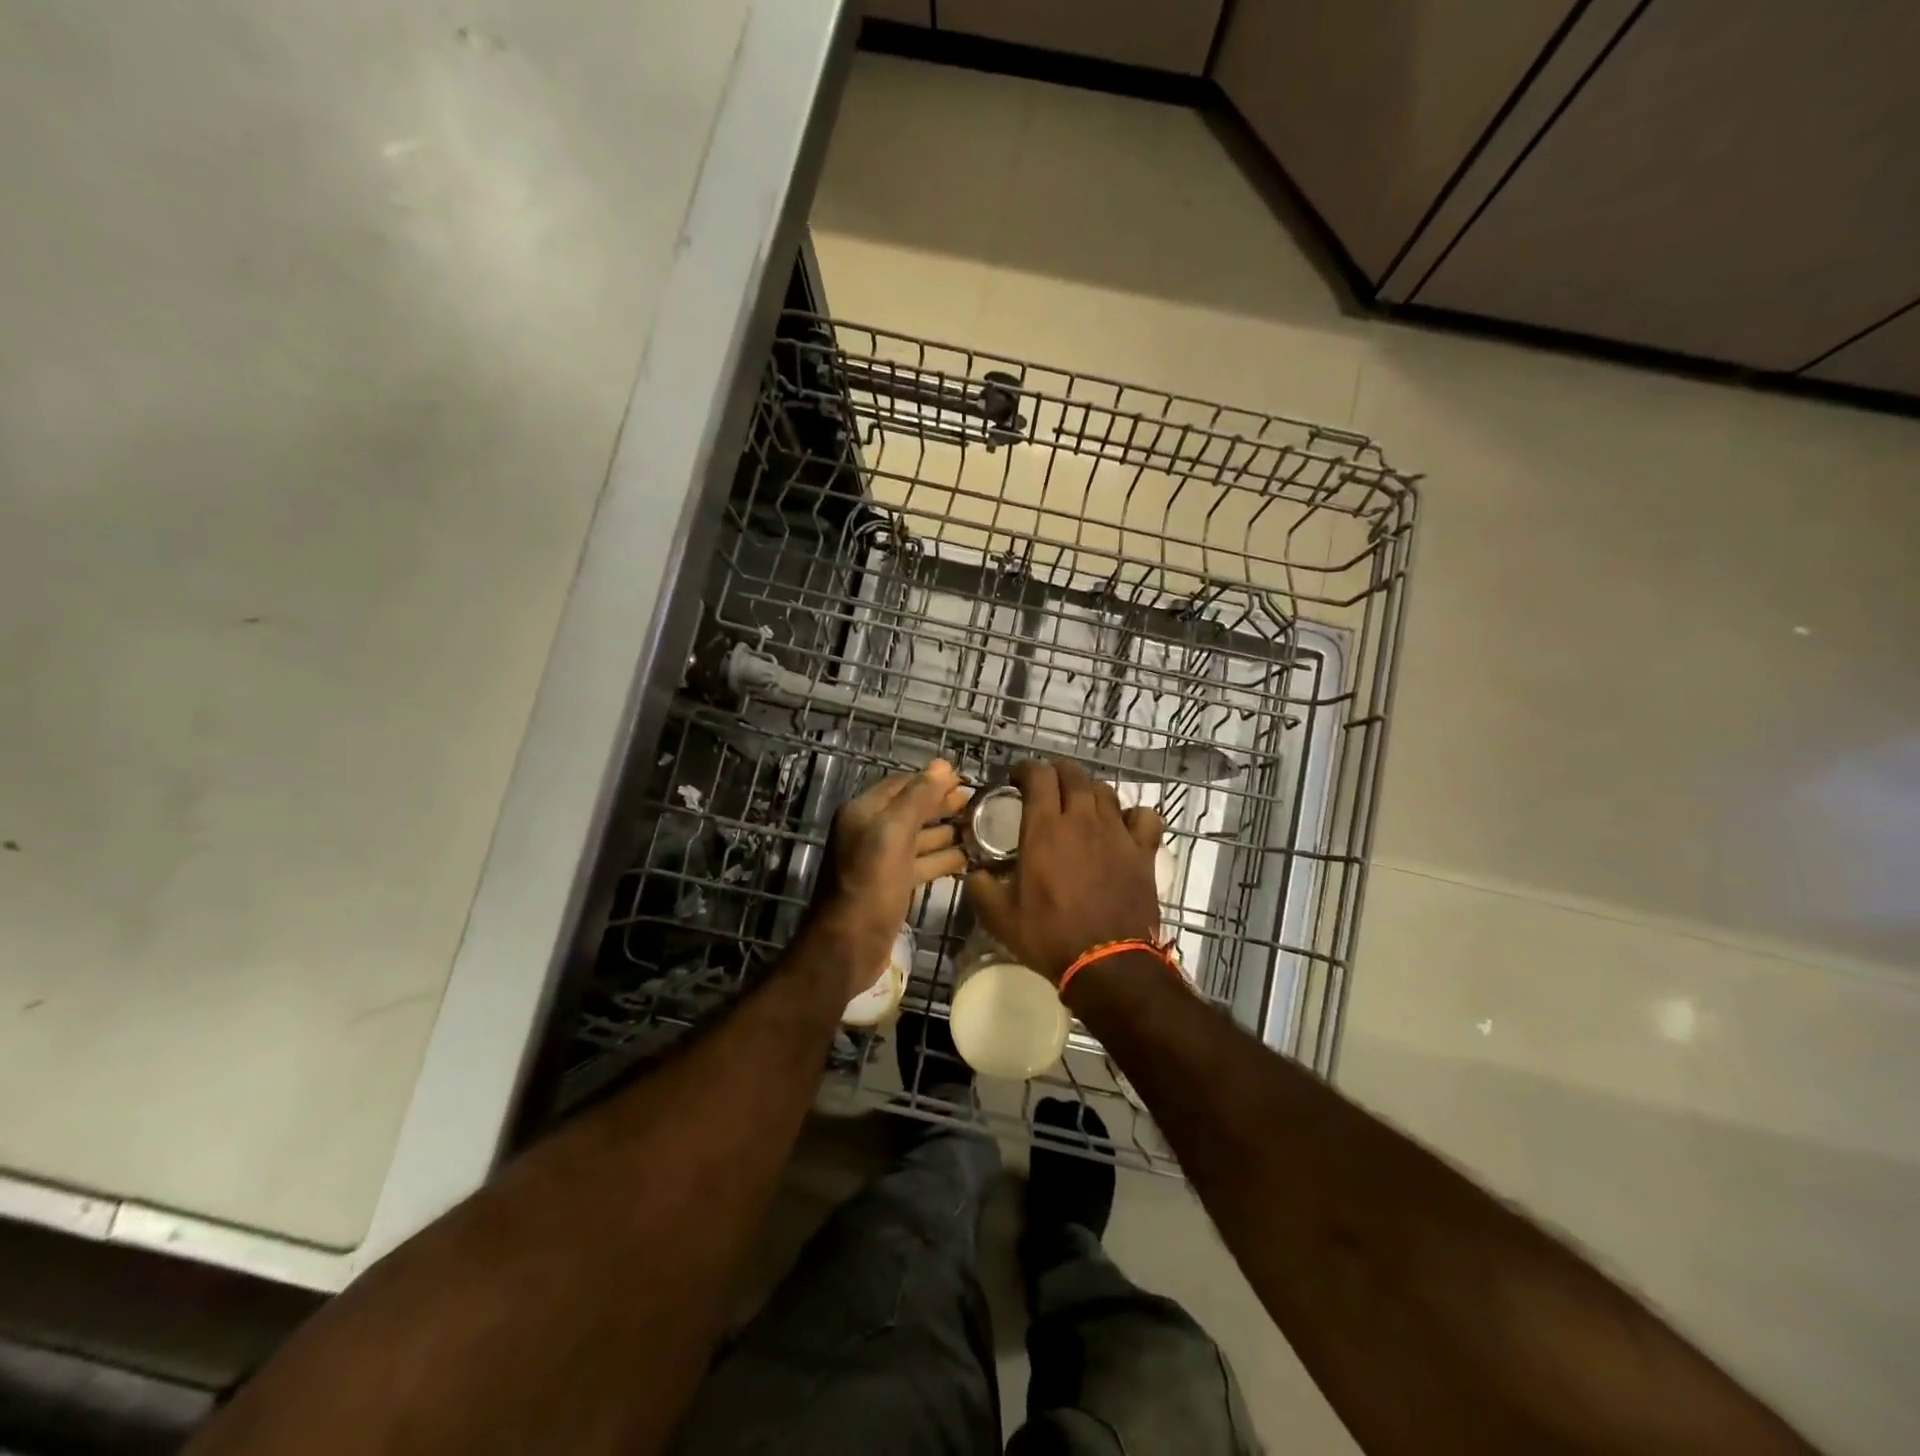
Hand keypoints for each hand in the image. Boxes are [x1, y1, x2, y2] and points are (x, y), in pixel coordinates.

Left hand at [811, 758, 968, 996]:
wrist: (848, 946)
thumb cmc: (870, 885)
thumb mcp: (893, 835)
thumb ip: (918, 798)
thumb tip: (943, 765)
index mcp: (864, 812)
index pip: (903, 785)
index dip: (933, 780)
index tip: (966, 781)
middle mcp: (870, 832)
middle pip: (911, 810)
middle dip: (943, 805)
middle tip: (979, 805)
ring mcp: (881, 861)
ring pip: (919, 838)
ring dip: (947, 832)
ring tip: (982, 830)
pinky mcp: (892, 886)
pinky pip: (921, 864)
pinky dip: (943, 859)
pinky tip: (968, 858)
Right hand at [967, 760, 1164, 984]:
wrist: (1107, 964)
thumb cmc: (1050, 936)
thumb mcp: (1000, 917)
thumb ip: (980, 887)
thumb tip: (973, 873)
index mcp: (1045, 828)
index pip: (1038, 775)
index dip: (1026, 770)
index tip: (1017, 781)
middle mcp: (1083, 820)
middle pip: (1073, 774)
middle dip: (1057, 773)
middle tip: (1046, 788)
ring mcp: (1117, 833)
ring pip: (1105, 791)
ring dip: (1089, 791)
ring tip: (1080, 806)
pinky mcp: (1143, 851)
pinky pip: (1144, 816)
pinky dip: (1133, 815)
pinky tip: (1123, 826)